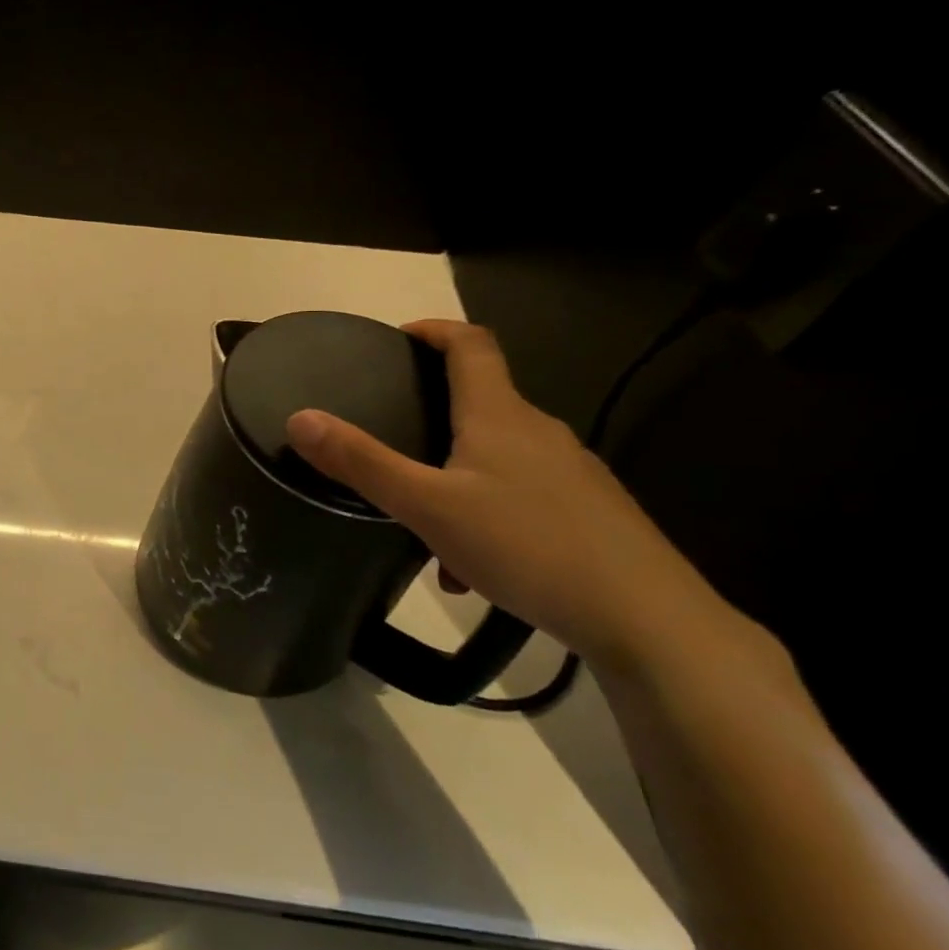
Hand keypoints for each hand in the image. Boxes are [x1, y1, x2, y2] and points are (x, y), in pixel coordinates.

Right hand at [284, 319, 728, 673]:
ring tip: (421, 522)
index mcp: (499, 416)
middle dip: (432, 413)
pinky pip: (521, 495)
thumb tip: (300, 418)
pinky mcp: (590, 512)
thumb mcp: (426, 506)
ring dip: (454, 475)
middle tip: (389, 437)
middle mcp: (539, 432)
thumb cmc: (527, 546)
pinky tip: (470, 567)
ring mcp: (571, 473)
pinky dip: (484, 512)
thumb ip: (361, 462)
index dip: (434, 329)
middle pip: (481, 401)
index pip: (471, 345)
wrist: (648, 620)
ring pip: (497, 457)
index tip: (397, 338)